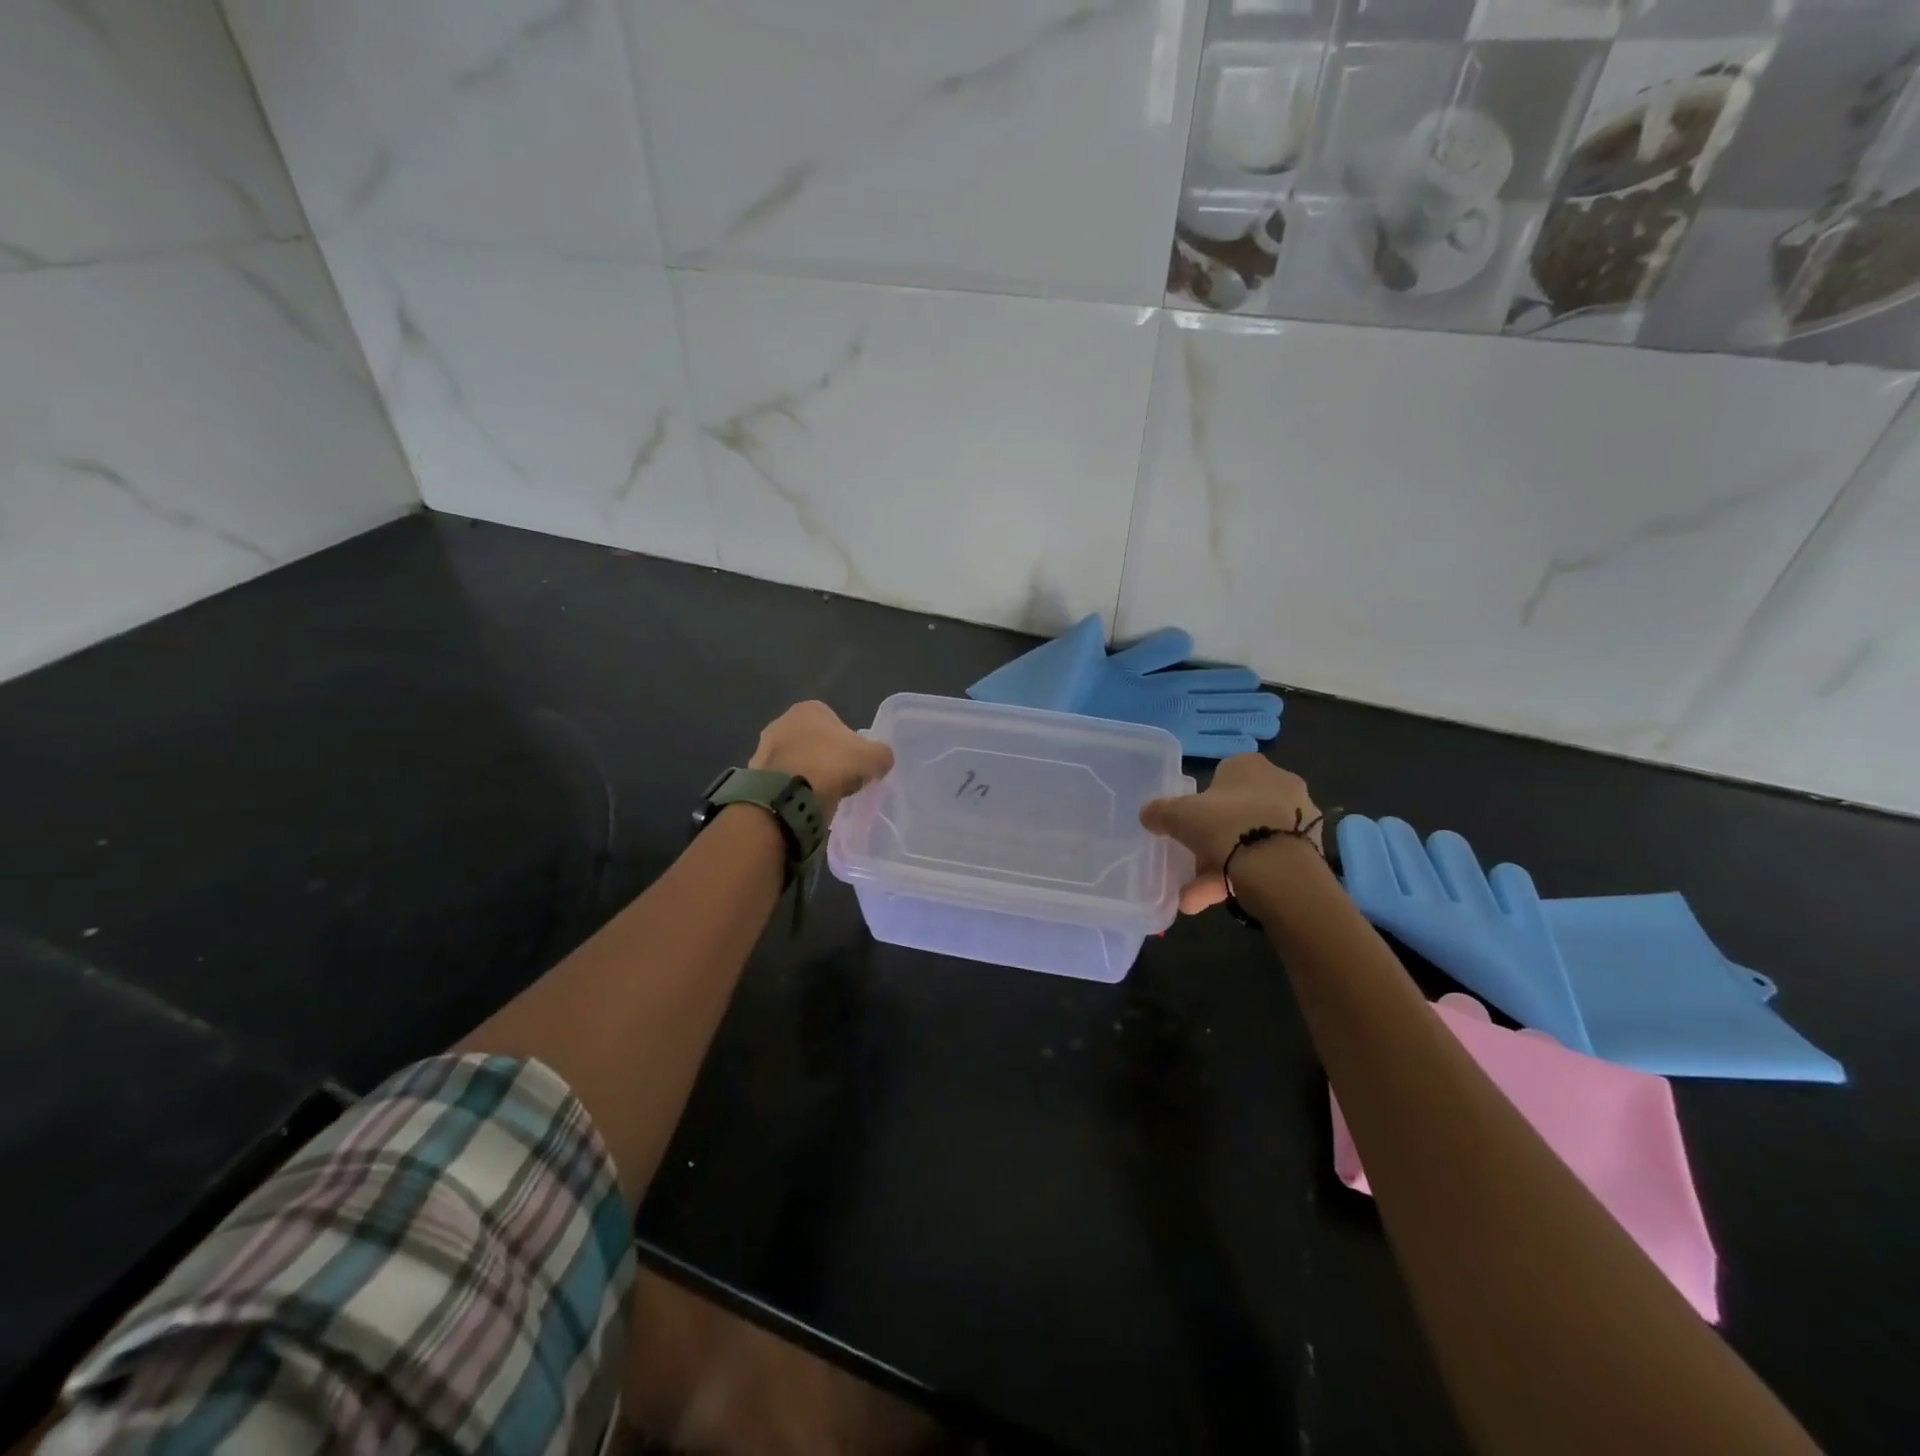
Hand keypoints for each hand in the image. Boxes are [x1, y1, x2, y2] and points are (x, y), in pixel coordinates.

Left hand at [749, 701, 893, 818]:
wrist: (785, 795)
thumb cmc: (830, 765)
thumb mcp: (872, 758)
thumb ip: (882, 755)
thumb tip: (882, 760)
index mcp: (809, 708)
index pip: (837, 723)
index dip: (850, 746)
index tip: (855, 766)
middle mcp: (782, 720)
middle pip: (815, 742)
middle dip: (827, 759)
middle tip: (840, 781)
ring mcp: (764, 747)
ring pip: (797, 761)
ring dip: (808, 774)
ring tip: (821, 796)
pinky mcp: (754, 773)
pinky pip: (782, 780)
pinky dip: (793, 789)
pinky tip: (803, 803)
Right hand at [1139, 754, 1322, 914]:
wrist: (1277, 866)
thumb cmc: (1224, 824)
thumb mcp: (1178, 815)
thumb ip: (1160, 812)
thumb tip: (1147, 814)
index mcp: (1250, 765)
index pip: (1222, 779)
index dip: (1202, 804)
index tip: (1190, 827)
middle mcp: (1280, 784)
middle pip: (1236, 814)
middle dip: (1211, 845)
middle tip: (1191, 869)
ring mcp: (1299, 819)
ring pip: (1250, 843)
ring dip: (1222, 869)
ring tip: (1196, 899)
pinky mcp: (1309, 850)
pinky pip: (1267, 862)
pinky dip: (1244, 879)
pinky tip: (1221, 901)